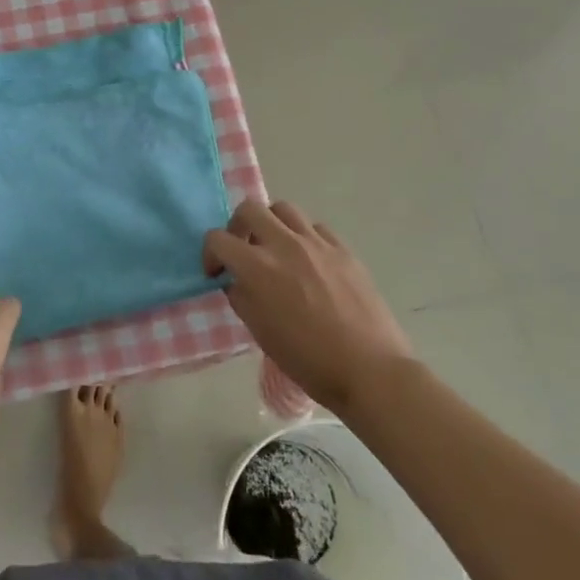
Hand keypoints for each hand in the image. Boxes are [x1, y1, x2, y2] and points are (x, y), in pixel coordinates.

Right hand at [204, 200, 414, 417]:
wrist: (370, 371)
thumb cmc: (309, 360)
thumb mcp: (260, 332)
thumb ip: (242, 297)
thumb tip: (237, 280)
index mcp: (258, 268)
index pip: (217, 239)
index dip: (210, 254)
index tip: (217, 274)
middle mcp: (285, 245)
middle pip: (249, 209)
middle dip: (237, 226)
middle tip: (243, 250)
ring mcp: (317, 243)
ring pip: (284, 209)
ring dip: (272, 224)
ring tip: (276, 249)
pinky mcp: (343, 250)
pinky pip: (316, 228)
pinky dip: (304, 237)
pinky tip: (309, 261)